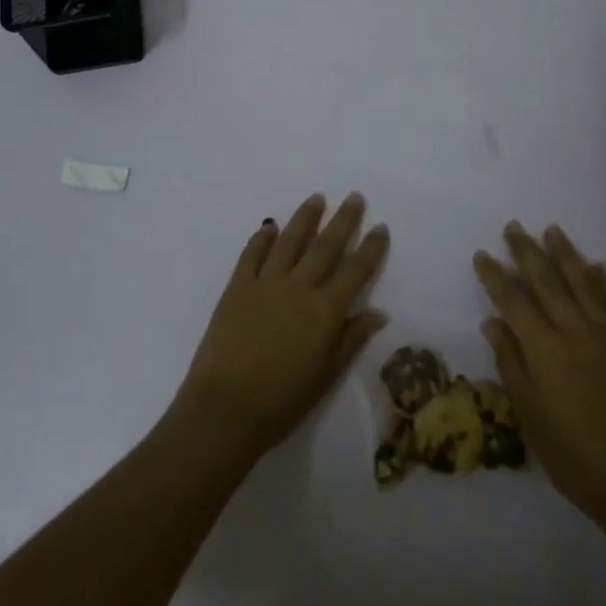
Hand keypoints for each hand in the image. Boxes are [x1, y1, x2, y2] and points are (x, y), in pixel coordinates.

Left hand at [172, 193, 388, 465]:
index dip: (370, 248)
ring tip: (317, 198)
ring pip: (290, 240)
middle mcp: (299, 287)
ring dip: (305, 217)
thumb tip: (378, 313)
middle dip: (343, 220)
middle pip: (326, 245)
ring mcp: (266, 282)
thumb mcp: (326, 376)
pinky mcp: (237, 286)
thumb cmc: (282, 402)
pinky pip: (252, 254)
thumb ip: (351, 340)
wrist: (225, 408)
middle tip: (354, 197)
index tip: (380, 227)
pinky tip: (270, 226)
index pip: (355, 270)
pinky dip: (262, 238)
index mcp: (325, 310)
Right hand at [474, 222, 605, 530]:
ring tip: (551, 230)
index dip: (495, 276)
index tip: (482, 255)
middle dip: (526, 251)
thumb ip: (510, 363)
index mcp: (544, 348)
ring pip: (582, 281)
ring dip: (564, 253)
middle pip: (546, 280)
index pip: (512, 300)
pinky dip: (602, 279)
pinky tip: (595, 265)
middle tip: (513, 228)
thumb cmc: (574, 457)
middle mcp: (574, 330)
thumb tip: (492, 321)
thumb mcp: (530, 416)